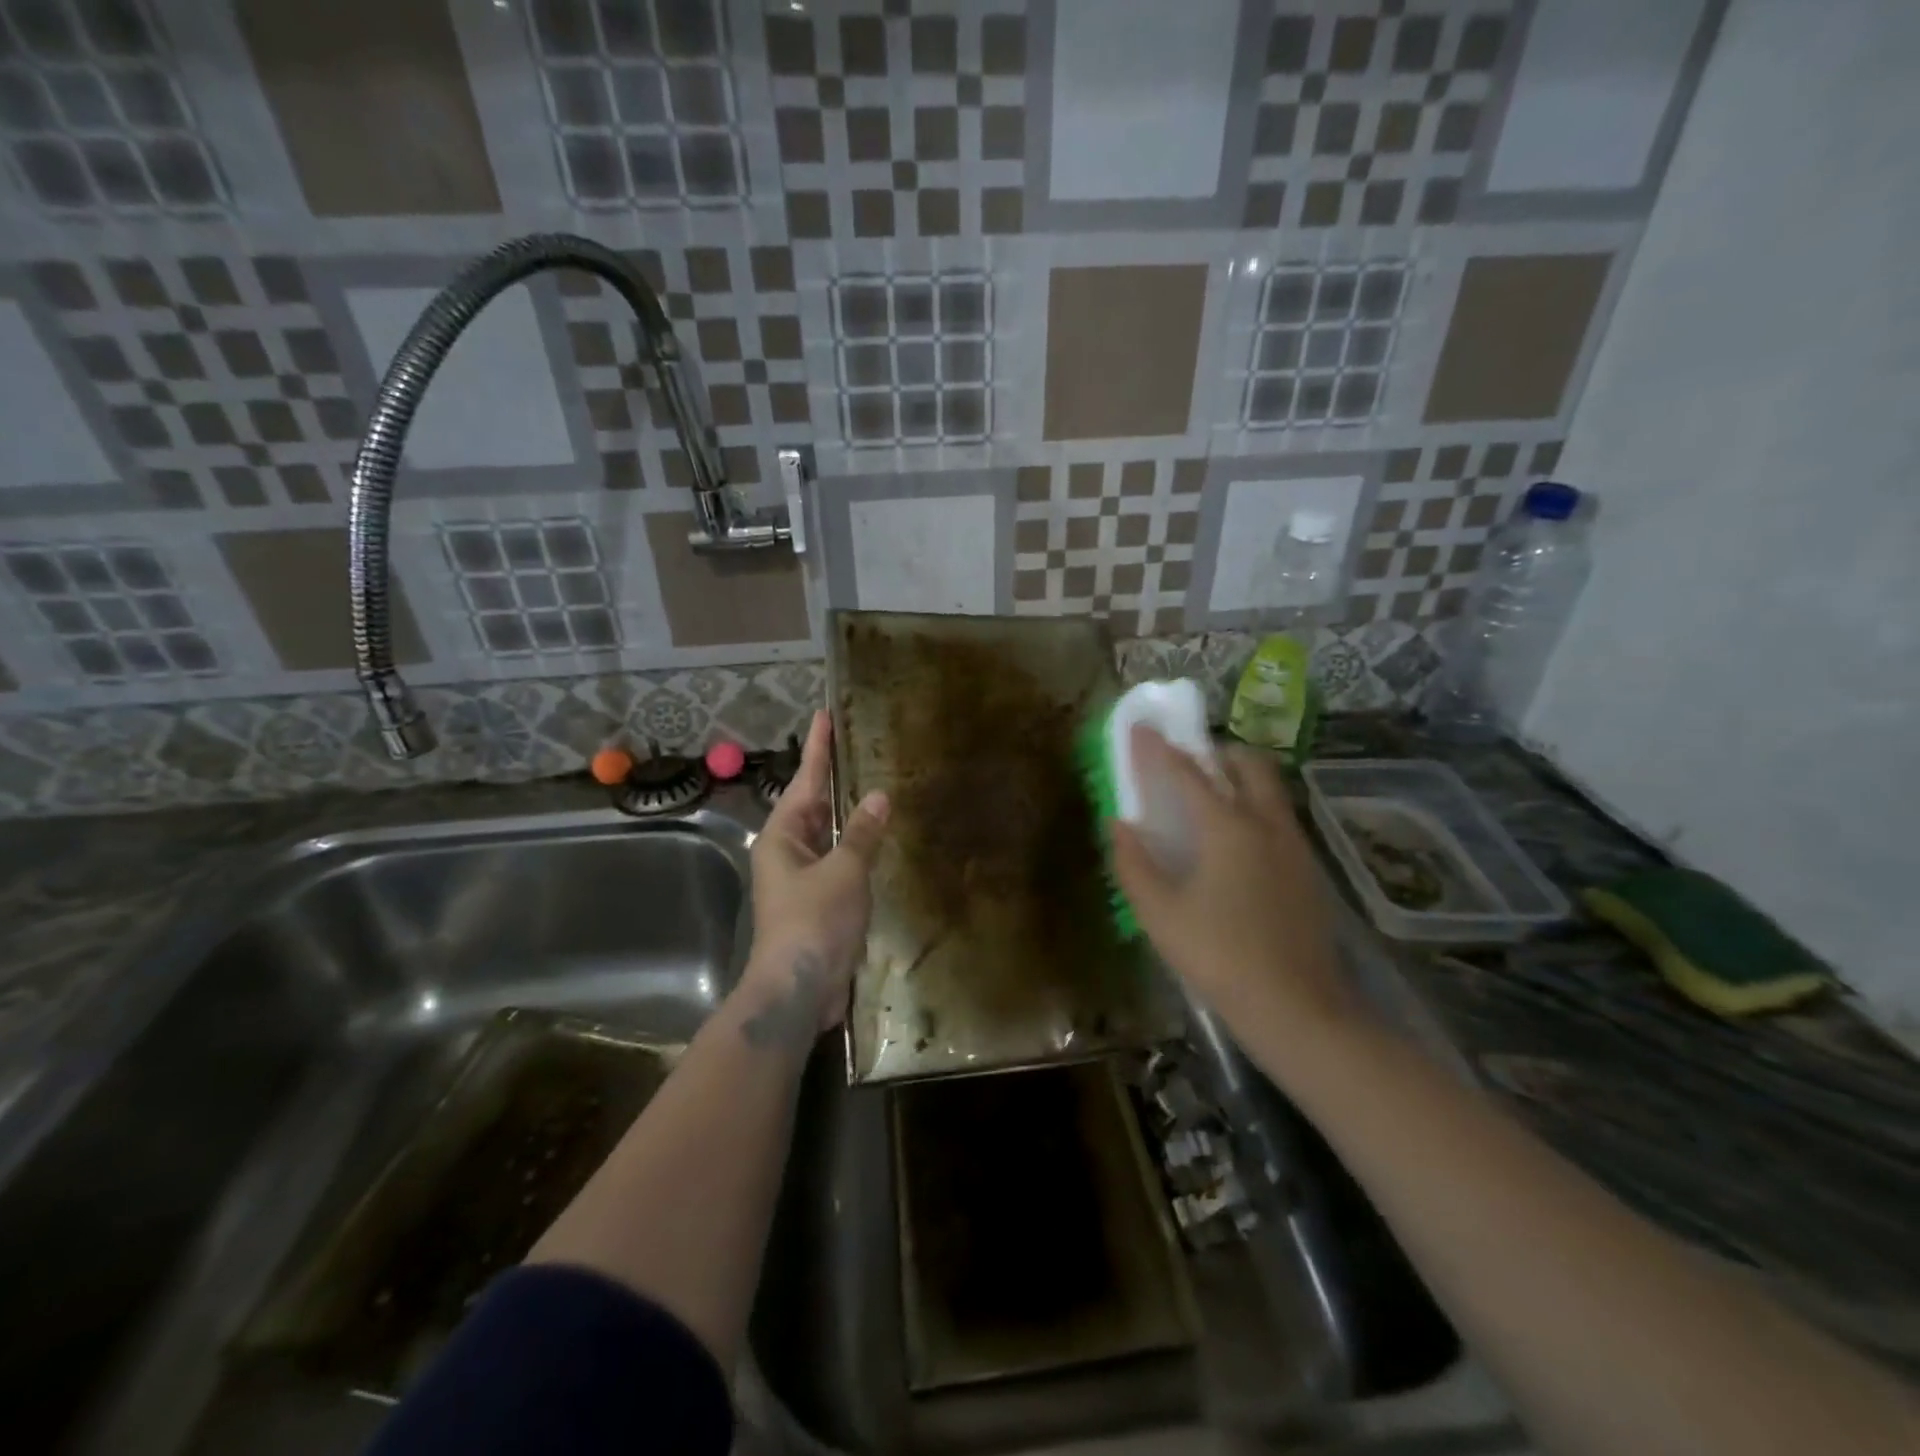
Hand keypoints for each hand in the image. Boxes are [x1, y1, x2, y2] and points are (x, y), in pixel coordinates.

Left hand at [744, 709, 889, 1033]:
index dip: (819, 748)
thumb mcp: (843, 871)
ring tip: (871, 783)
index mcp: (783, 836)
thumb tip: (878, 796)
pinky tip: (876, 838)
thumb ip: (862, 833)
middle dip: (833, 777)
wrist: (799, 989)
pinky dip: (856, 845)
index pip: (805, 781)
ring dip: (847, 813)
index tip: (824, 715)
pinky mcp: (819, 902)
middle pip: (813, 804)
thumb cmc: (814, 922)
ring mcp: (802, 878)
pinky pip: (839, 861)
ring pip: (827, 834)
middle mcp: (788, 852)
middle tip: (856, 745)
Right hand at [1112, 726, 1358, 1042]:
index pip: (1187, 773)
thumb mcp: (1160, 914)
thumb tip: (1119, 824)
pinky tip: (1237, 846)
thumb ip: (1134, 863)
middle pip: (1248, 764)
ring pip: (1271, 790)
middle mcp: (1267, 824)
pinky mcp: (1310, 871)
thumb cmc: (1219, 957)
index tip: (1140, 728)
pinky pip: (1280, 818)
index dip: (1159, 749)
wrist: (1298, 1008)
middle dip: (1217, 751)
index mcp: (1228, 827)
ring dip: (1240, 778)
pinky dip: (1255, 809)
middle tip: (1189, 763)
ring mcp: (1295, 846)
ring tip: (1210, 801)